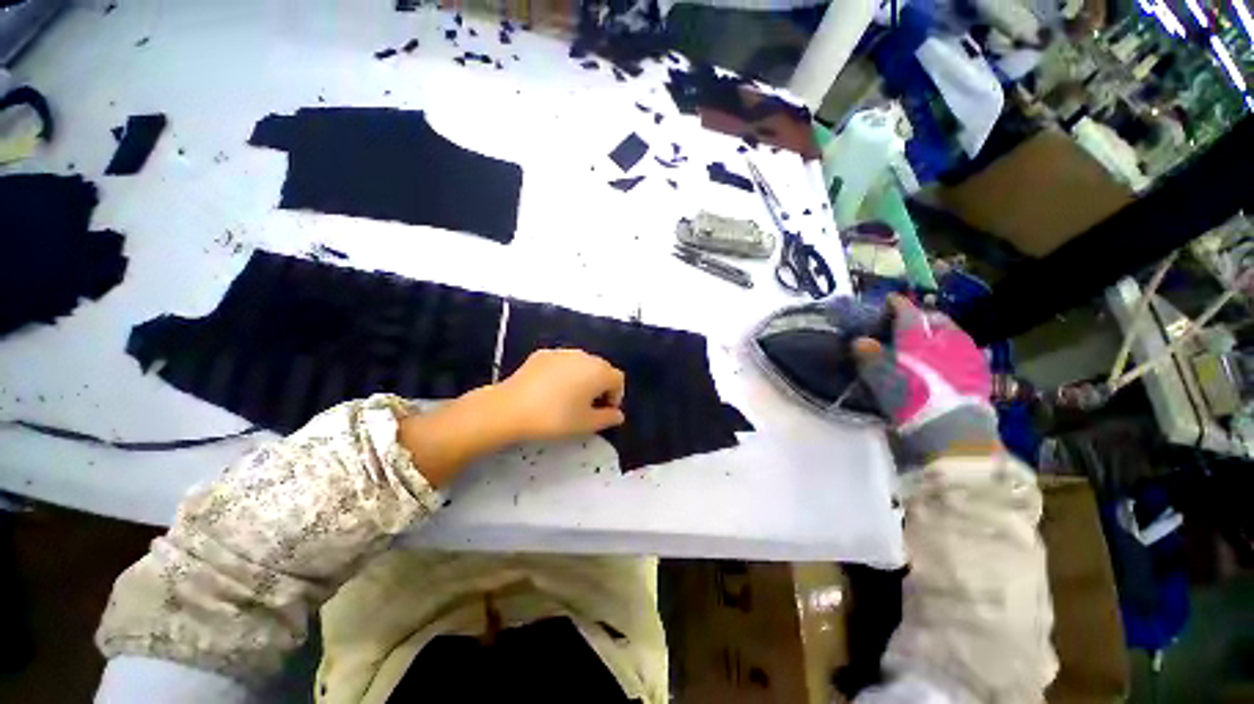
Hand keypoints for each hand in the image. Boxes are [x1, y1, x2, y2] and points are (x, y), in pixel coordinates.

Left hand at [493, 348, 626, 441]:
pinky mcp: (543, 353)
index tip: (604, 412)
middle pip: (601, 369)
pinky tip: (550, 389)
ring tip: (569, 397)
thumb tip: (618, 415)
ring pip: (581, 364)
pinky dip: (564, 373)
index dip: (615, 396)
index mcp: (599, 371)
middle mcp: (584, 356)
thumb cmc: (555, 417)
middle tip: (588, 406)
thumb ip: (608, 418)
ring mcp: (562, 352)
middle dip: (600, 386)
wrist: (511, 408)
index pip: (618, 380)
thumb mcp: (586, 424)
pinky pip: (562, 362)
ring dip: (583, 378)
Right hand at [854, 295, 999, 461]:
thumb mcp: (881, 380)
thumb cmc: (911, 400)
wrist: (952, 432)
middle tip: (910, 322)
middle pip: (937, 320)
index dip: (898, 305)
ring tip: (928, 341)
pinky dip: (953, 350)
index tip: (890, 300)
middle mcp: (947, 341)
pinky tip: (946, 361)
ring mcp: (968, 357)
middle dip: (923, 317)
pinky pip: (966, 352)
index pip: (908, 314)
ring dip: (940, 333)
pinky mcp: (981, 375)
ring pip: (954, 335)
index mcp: (921, 339)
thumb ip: (870, 357)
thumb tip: (860, 341)